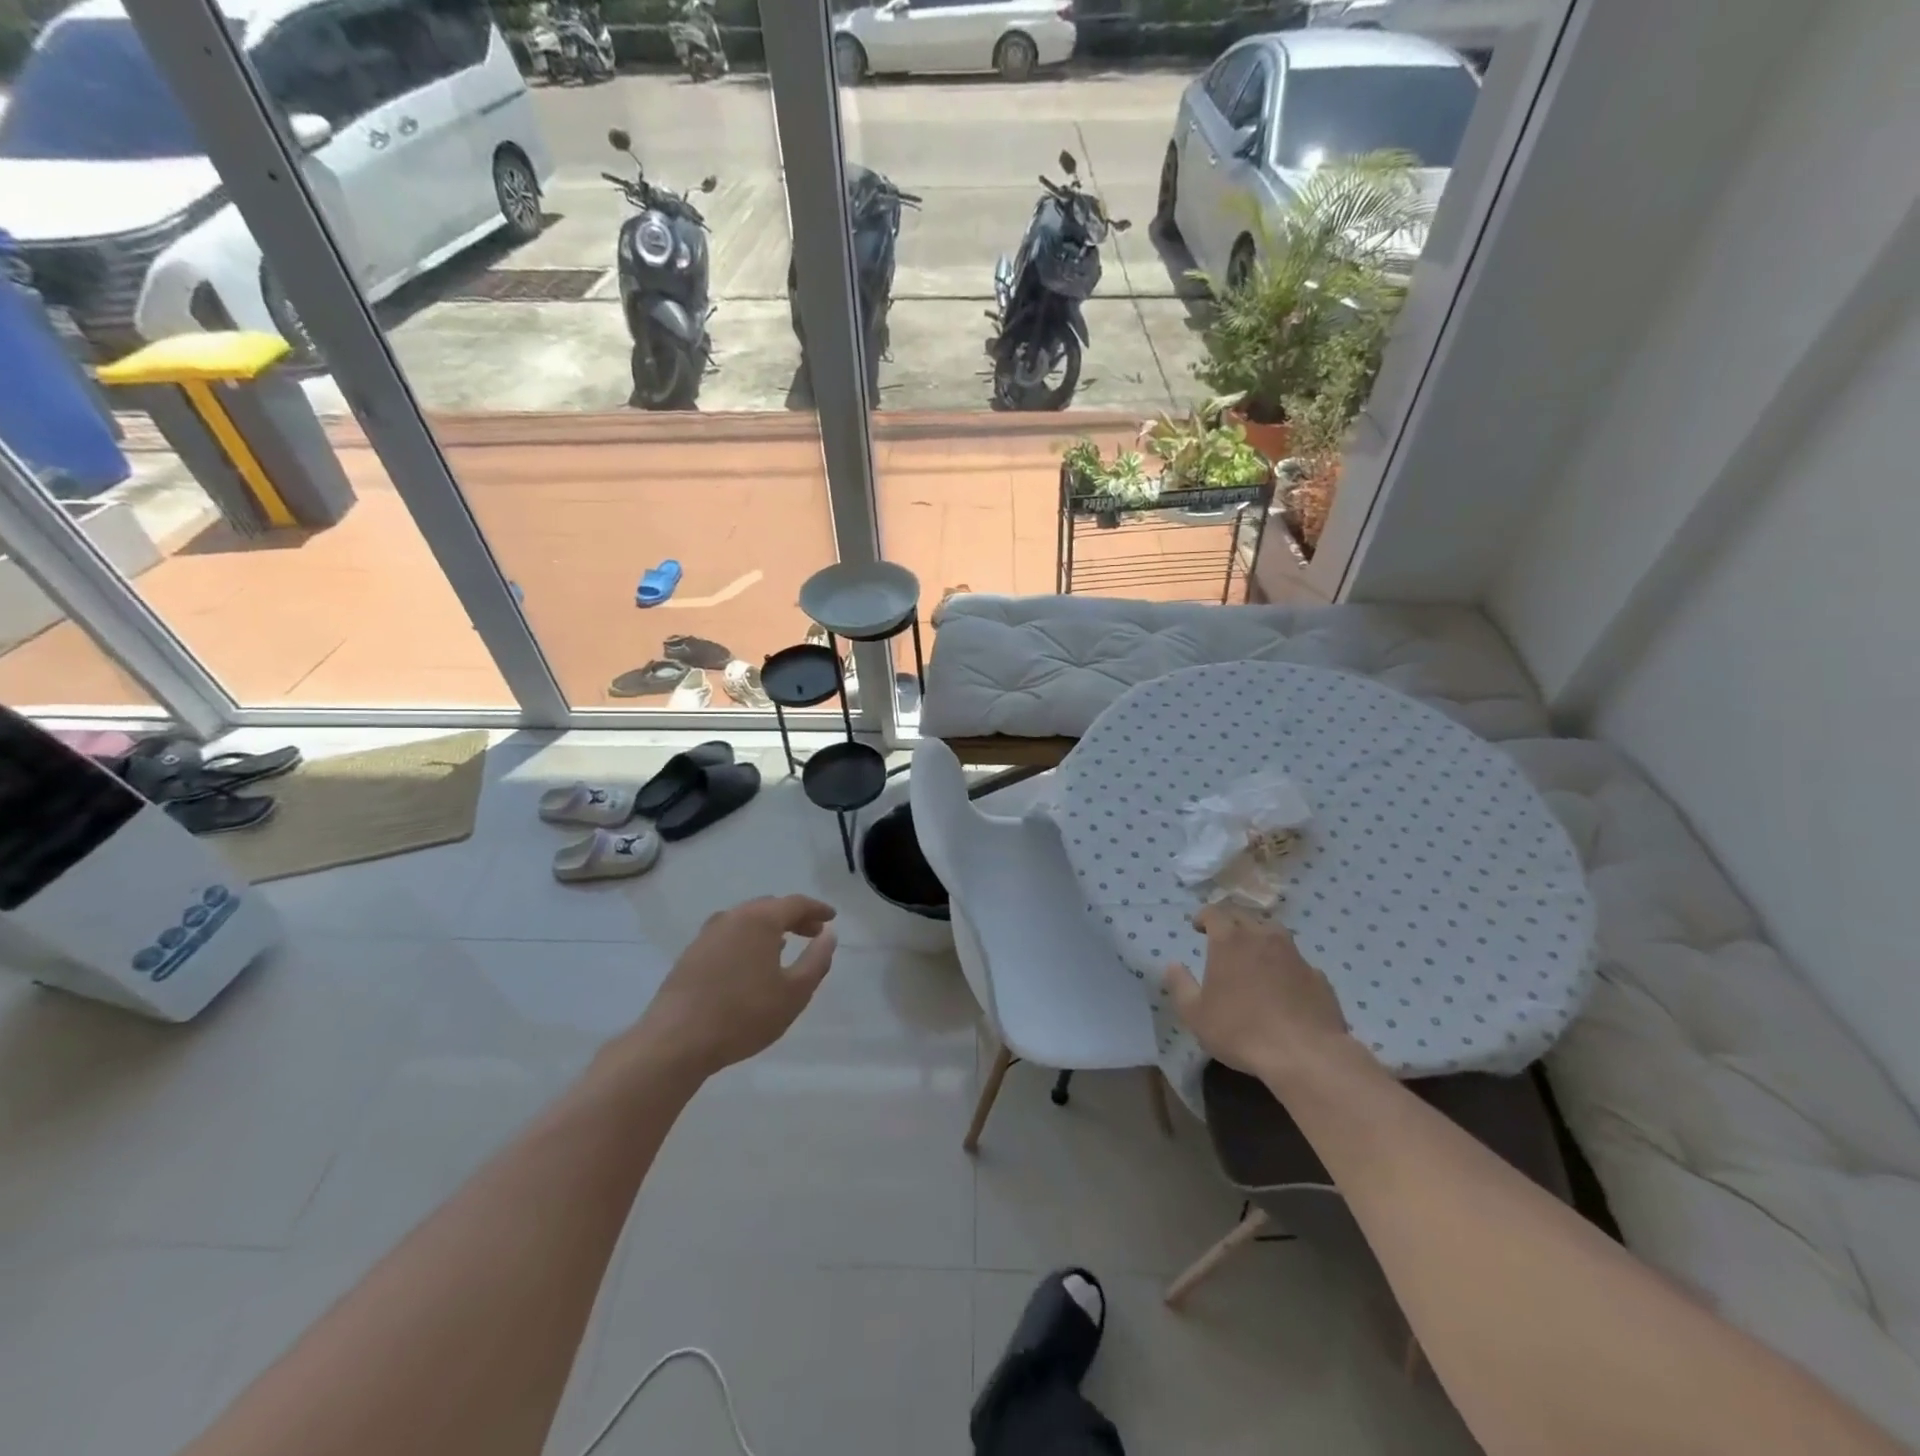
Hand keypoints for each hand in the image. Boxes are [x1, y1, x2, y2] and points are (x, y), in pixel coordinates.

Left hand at [622, 896, 838, 1080]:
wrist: (676, 1041)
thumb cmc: (744, 1015)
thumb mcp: (794, 992)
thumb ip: (816, 960)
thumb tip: (829, 935)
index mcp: (760, 920)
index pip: (795, 903)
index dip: (817, 909)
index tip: (831, 918)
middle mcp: (732, 917)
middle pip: (769, 907)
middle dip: (794, 917)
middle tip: (812, 933)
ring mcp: (707, 934)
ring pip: (746, 920)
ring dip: (769, 928)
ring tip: (784, 946)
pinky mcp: (691, 954)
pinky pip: (728, 935)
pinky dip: (747, 939)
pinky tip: (751, 962)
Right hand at [1162, 904, 1354, 1082]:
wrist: (1305, 1055)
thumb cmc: (1240, 1030)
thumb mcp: (1195, 1013)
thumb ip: (1180, 985)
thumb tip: (1172, 965)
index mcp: (1229, 940)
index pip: (1214, 912)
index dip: (1203, 916)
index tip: (1197, 926)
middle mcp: (1262, 937)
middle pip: (1244, 916)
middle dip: (1230, 922)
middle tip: (1222, 937)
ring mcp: (1294, 954)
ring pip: (1274, 932)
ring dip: (1259, 936)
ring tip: (1254, 954)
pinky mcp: (1318, 976)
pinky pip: (1296, 961)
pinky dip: (1285, 965)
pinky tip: (1284, 985)